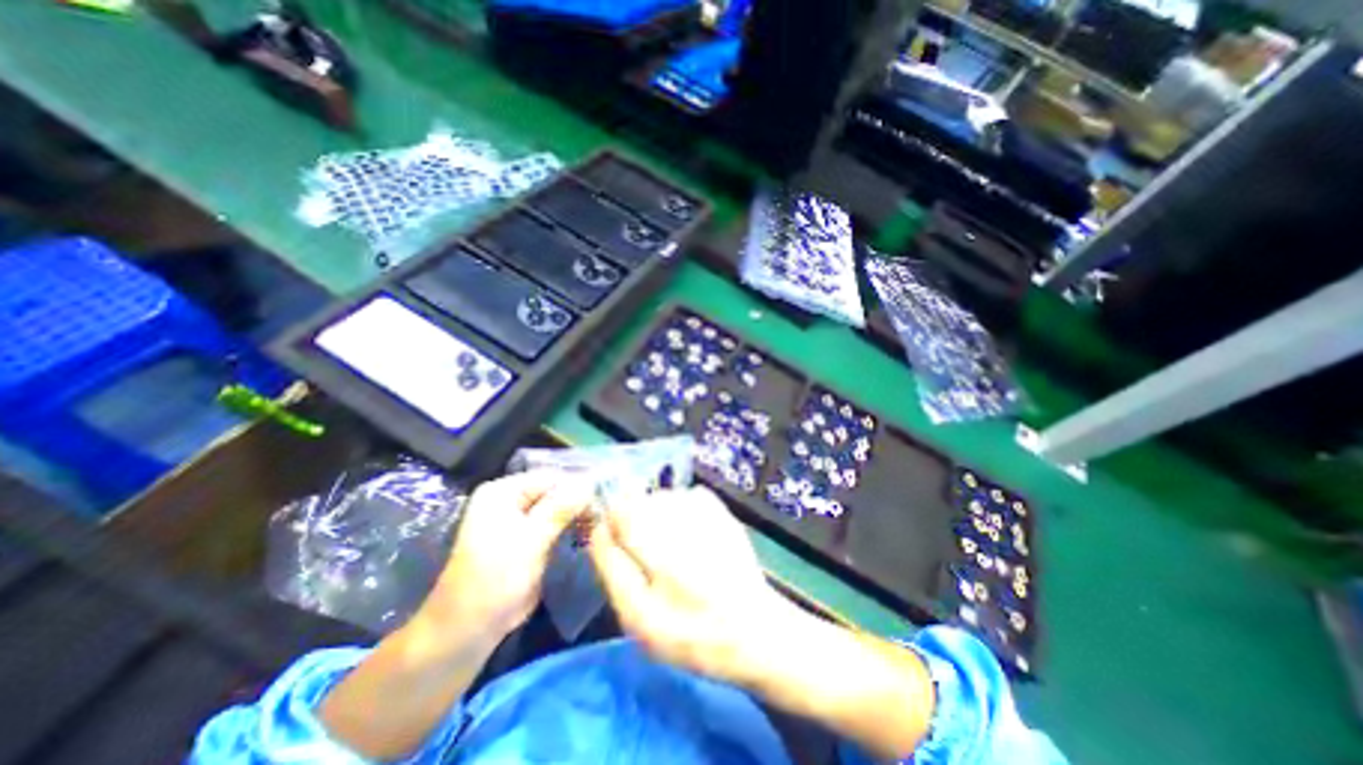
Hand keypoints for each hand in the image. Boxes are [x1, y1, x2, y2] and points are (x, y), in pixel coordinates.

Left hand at [422, 473, 590, 639]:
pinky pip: (556, 522)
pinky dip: (572, 525)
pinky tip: (589, 530)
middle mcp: (510, 498)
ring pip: (558, 506)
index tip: (604, 499)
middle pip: (555, 489)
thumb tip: (590, 483)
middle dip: (580, 500)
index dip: (578, 485)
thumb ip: (559, 509)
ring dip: (578, 513)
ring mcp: (519, 518)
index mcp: (503, 492)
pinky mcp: (528, 537)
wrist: (468, 631)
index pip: (550, 476)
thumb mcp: (529, 542)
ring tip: (602, 522)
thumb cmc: (494, 581)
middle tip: (607, 513)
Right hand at [589, 486, 801, 684]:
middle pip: (640, 499)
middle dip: (633, 521)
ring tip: (670, 548)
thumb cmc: (690, 635)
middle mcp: (684, 523)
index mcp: (661, 554)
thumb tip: (598, 529)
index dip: (611, 522)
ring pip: (662, 497)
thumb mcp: (640, 620)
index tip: (614, 540)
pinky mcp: (722, 510)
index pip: (621, 510)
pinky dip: (680, 510)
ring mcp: (706, 513)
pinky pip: (687, 496)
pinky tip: (689, 536)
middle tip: (646, 552)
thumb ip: (614, 571)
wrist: (753, 628)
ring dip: (656, 515)